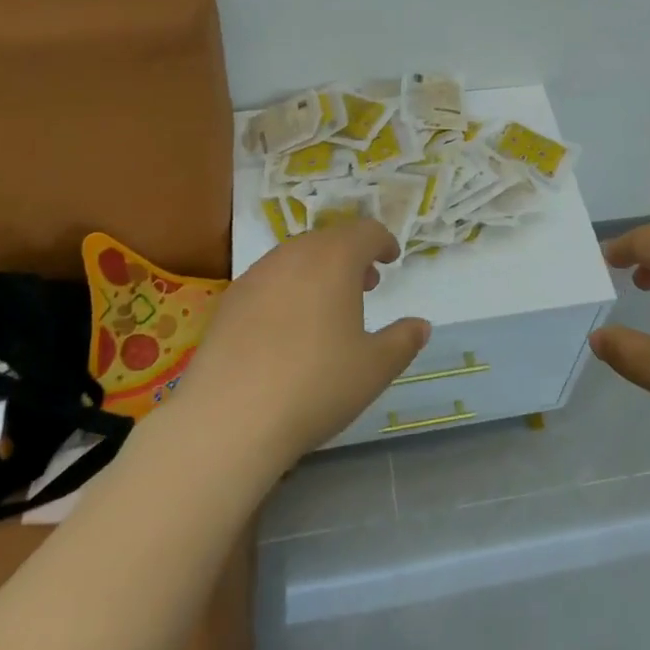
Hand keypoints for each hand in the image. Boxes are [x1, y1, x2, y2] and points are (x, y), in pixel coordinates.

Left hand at [176, 220, 429, 473]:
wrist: (230, 418)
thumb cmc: (316, 384)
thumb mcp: (375, 368)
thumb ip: (403, 341)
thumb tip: (420, 326)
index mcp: (335, 259)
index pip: (365, 231)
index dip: (382, 242)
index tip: (391, 259)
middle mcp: (294, 255)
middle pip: (329, 240)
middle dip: (351, 256)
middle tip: (366, 284)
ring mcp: (256, 275)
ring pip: (296, 258)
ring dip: (319, 270)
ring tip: (328, 306)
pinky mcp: (229, 301)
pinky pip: (269, 280)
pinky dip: (288, 289)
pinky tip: (288, 328)